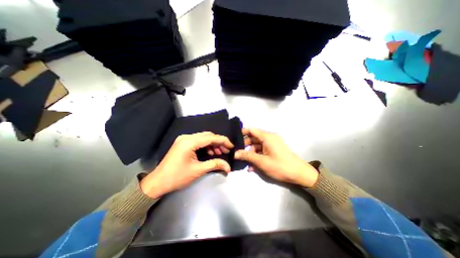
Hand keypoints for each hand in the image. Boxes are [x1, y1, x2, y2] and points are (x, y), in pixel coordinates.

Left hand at [140, 132, 233, 198]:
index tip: (231, 146)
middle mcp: (186, 137)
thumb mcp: (198, 171)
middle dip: (218, 142)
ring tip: (220, 153)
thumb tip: (228, 166)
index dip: (223, 141)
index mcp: (189, 142)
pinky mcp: (183, 143)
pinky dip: (206, 146)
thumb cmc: (177, 177)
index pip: (211, 137)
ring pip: (203, 138)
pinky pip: (198, 141)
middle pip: (207, 136)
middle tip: (227, 151)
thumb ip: (215, 164)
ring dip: (213, 144)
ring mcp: (184, 139)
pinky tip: (211, 152)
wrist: (158, 182)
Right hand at [234, 128, 320, 187]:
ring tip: (244, 162)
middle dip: (245, 146)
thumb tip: (235, 153)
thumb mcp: (262, 162)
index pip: (252, 130)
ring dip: (250, 153)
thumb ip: (247, 156)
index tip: (234, 139)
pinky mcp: (273, 150)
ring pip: (257, 145)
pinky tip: (252, 166)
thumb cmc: (280, 166)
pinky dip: (257, 156)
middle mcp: (269, 138)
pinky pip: (262, 151)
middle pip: (253, 138)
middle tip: (237, 153)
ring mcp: (272, 144)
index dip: (242, 133)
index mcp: (267, 137)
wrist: (299, 174)